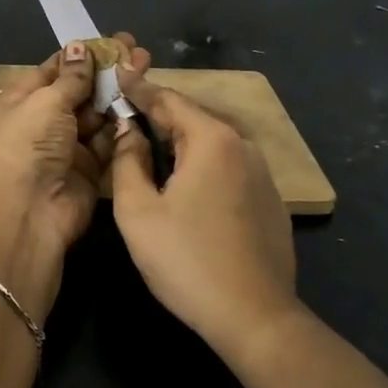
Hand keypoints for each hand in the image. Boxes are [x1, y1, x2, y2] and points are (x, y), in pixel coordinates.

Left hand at [0, 32, 149, 254]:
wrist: (26, 214)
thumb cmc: (26, 146)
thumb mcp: (44, 103)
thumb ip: (70, 78)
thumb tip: (80, 48)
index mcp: (15, 104)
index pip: (50, 72)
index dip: (79, 57)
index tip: (110, 41)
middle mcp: (38, 125)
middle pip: (77, 92)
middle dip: (105, 72)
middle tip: (138, 50)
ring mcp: (64, 149)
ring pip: (96, 116)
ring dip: (118, 95)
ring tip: (146, 68)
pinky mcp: (88, 171)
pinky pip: (107, 142)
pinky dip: (122, 125)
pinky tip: (143, 102)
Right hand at [107, 67, 300, 360]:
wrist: (255, 316)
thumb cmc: (187, 260)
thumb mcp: (139, 211)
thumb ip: (127, 161)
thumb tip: (128, 131)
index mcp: (211, 140)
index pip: (168, 99)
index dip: (138, 87)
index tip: (116, 71)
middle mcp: (243, 146)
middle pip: (193, 117)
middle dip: (159, 110)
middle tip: (126, 107)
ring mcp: (263, 173)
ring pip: (213, 141)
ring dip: (181, 137)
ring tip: (151, 139)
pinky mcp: (271, 200)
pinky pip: (229, 165)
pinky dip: (202, 160)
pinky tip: (186, 178)